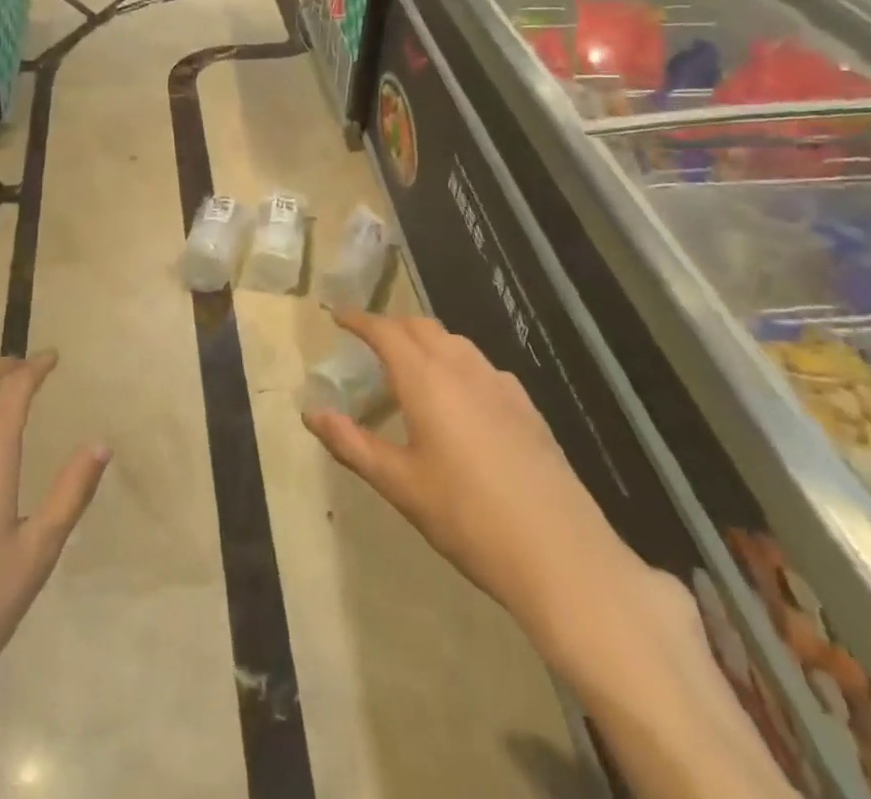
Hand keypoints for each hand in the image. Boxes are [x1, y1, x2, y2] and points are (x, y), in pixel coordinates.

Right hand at [301, 313, 646, 669]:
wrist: (559, 553)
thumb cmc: (466, 517)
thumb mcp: (399, 484)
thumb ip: (351, 443)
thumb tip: (311, 413)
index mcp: (426, 379)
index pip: (385, 331)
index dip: (359, 319)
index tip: (338, 316)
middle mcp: (462, 367)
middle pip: (421, 327)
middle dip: (391, 325)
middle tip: (368, 341)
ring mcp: (499, 384)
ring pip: (454, 342)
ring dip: (425, 341)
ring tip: (409, 364)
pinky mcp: (525, 405)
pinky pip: (481, 365)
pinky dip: (456, 362)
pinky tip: (459, 396)